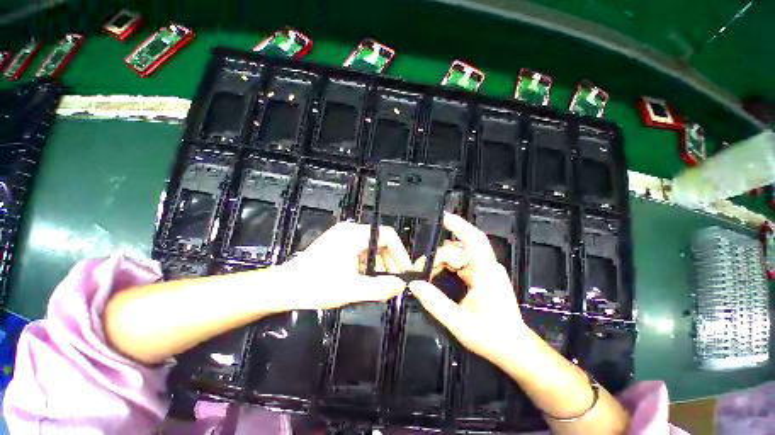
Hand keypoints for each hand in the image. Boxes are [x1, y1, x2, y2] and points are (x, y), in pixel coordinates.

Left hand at [272, 222, 411, 310]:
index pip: (387, 235)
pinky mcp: (340, 247)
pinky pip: (362, 254)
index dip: (400, 252)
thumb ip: (379, 288)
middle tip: (394, 282)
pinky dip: (368, 267)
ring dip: (379, 267)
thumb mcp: (351, 289)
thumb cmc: (315, 286)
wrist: (283, 288)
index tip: (406, 271)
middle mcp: (351, 232)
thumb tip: (401, 286)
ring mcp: (344, 239)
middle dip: (390, 262)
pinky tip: (368, 282)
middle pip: (381, 242)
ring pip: (372, 250)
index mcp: (354, 235)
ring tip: (382, 285)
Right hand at [409, 213, 528, 363]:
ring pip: (459, 257)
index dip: (458, 225)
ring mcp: (485, 272)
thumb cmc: (491, 336)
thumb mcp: (458, 321)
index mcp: (486, 271)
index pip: (473, 239)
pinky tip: (436, 274)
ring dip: (441, 262)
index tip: (441, 217)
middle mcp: (487, 267)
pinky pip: (461, 265)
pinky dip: (447, 267)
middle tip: (418, 269)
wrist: (515, 350)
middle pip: (458, 250)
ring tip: (425, 274)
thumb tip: (414, 284)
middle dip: (437, 255)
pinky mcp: (482, 278)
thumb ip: (434, 302)